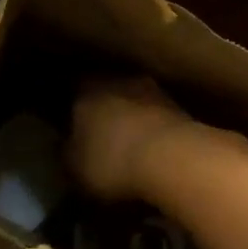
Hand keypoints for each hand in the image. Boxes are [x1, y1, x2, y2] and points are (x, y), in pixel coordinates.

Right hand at [67, 76, 207, 200]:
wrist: (174, 159)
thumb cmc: (111, 160)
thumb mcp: (74, 168)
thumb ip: (66, 154)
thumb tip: (65, 147)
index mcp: (86, 88)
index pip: (72, 88)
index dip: (69, 106)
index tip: (67, 121)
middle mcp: (120, 80)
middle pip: (106, 91)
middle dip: (102, 110)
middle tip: (97, 132)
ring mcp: (154, 91)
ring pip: (134, 101)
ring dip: (131, 118)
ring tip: (127, 142)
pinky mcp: (181, 108)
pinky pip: (156, 117)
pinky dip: (152, 130)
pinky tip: (151, 150)